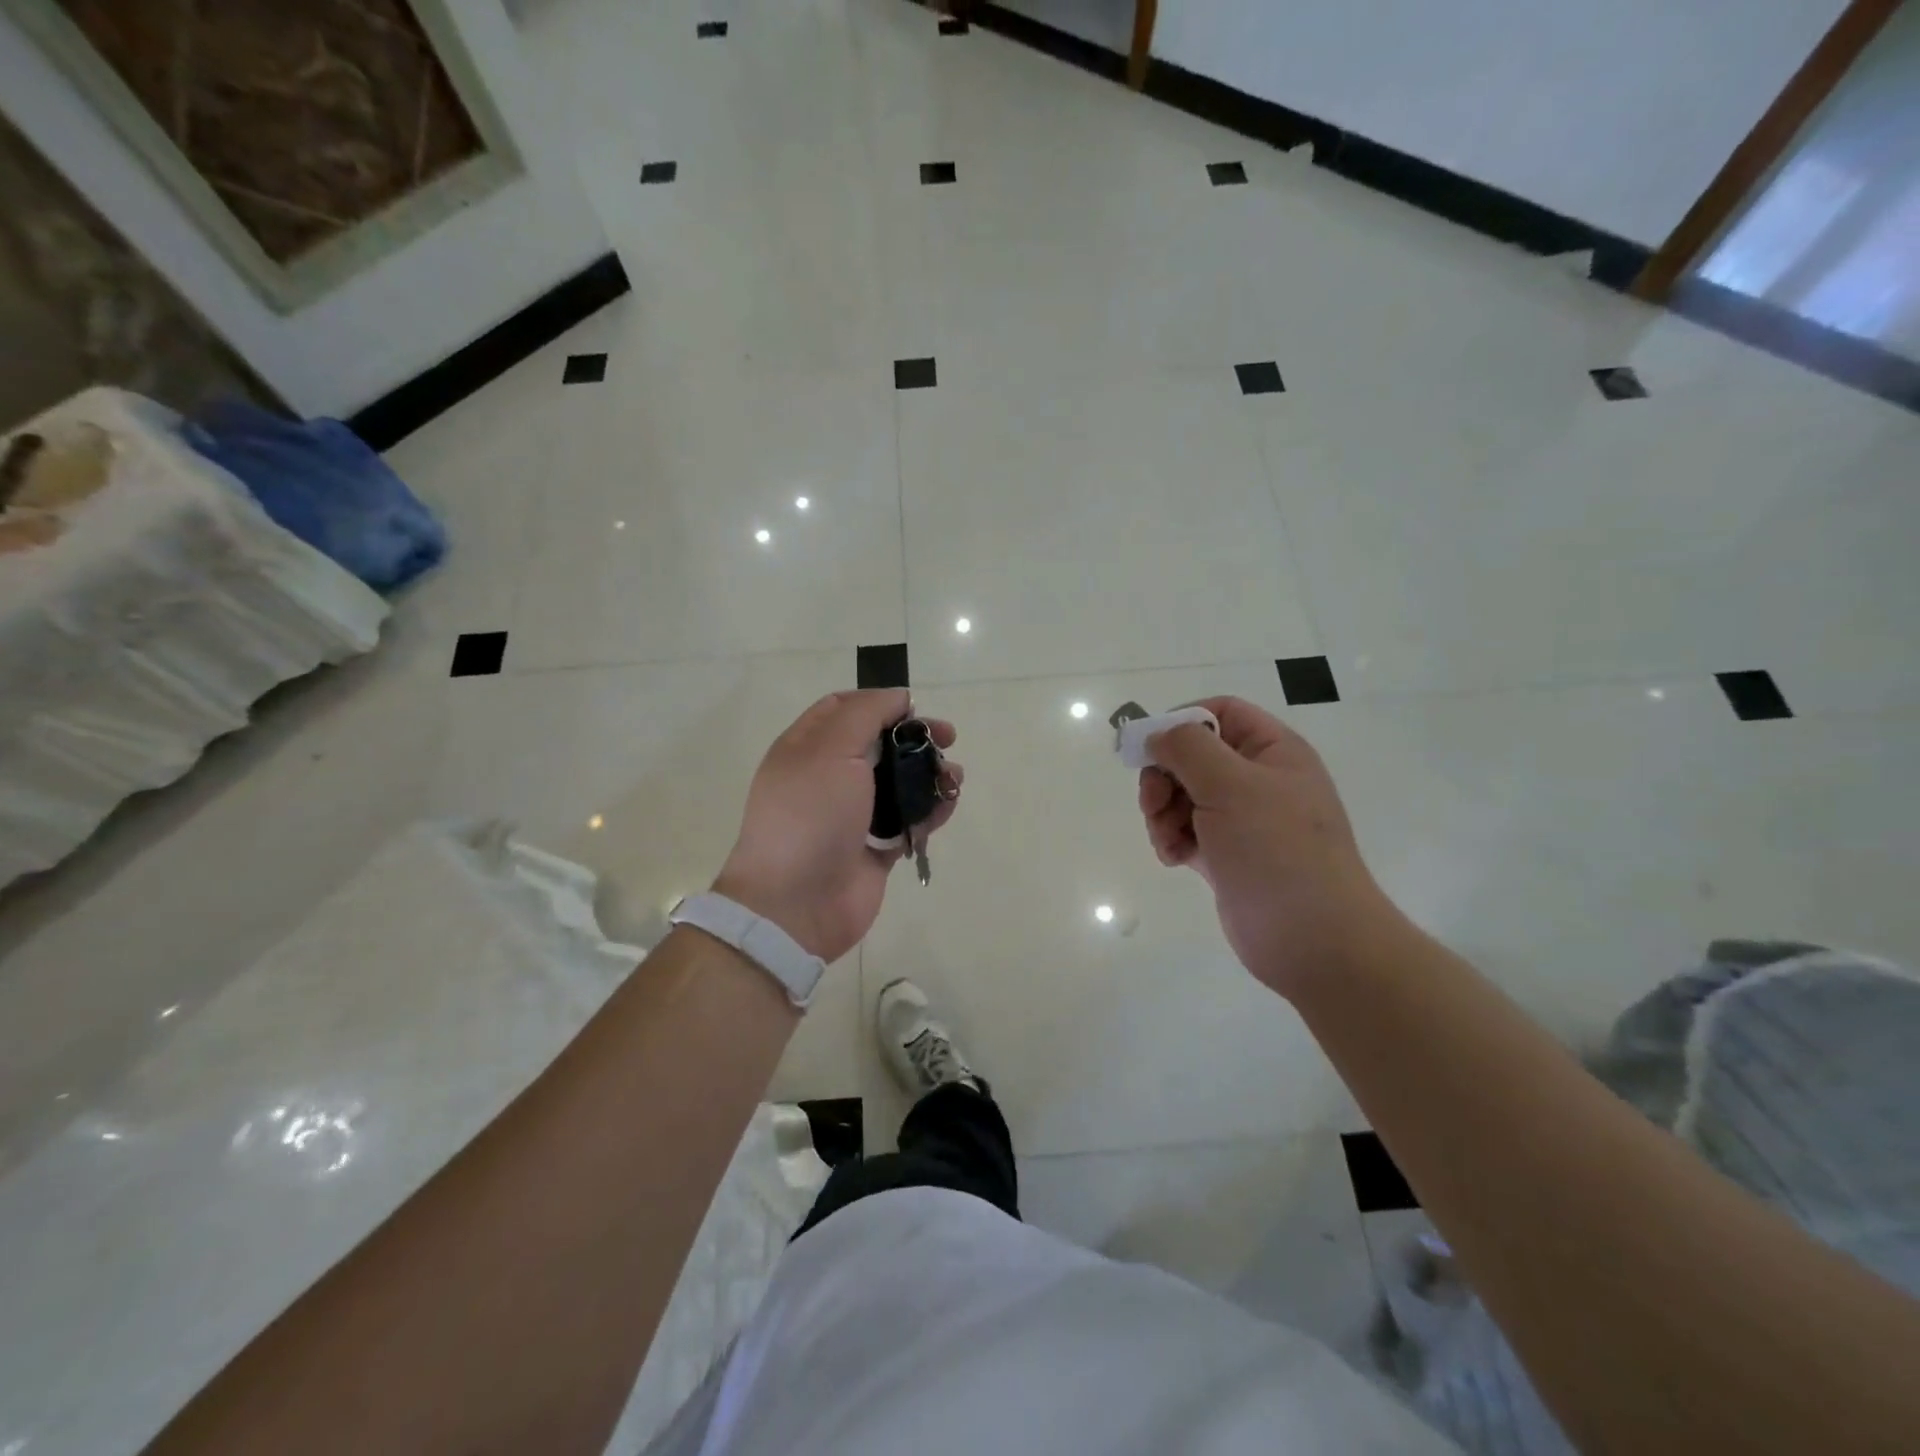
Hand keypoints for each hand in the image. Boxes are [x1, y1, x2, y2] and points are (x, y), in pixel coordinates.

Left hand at [715, 689, 961, 962]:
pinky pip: (910, 820)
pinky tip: (946, 806)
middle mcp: (829, 777)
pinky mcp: (875, 847)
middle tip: (948, 738)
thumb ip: (866, 714)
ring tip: (952, 778)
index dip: (880, 702)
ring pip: (900, 782)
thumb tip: (898, 697)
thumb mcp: (832, 749)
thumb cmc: (810, 815)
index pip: (843, 708)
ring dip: (930, 774)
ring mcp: (853, 815)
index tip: (913, 709)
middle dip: (916, 737)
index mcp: (808, 748)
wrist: (796, 903)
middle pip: (880, 744)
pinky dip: (931, 811)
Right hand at [1138, 696, 1392, 997]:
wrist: (1313, 939)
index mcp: (1273, 751)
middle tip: (1152, 804)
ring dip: (1162, 813)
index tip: (1150, 747)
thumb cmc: (1277, 850)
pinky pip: (1186, 831)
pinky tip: (1175, 859)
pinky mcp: (1228, 855)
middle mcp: (1259, 779)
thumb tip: (1158, 735)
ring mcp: (1243, 819)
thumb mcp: (1231, 785)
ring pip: (1183, 795)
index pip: (1220, 712)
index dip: (1182, 721)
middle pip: (1193, 756)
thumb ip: (1187, 748)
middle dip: (1164, 777)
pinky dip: (1172, 839)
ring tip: (1166, 840)